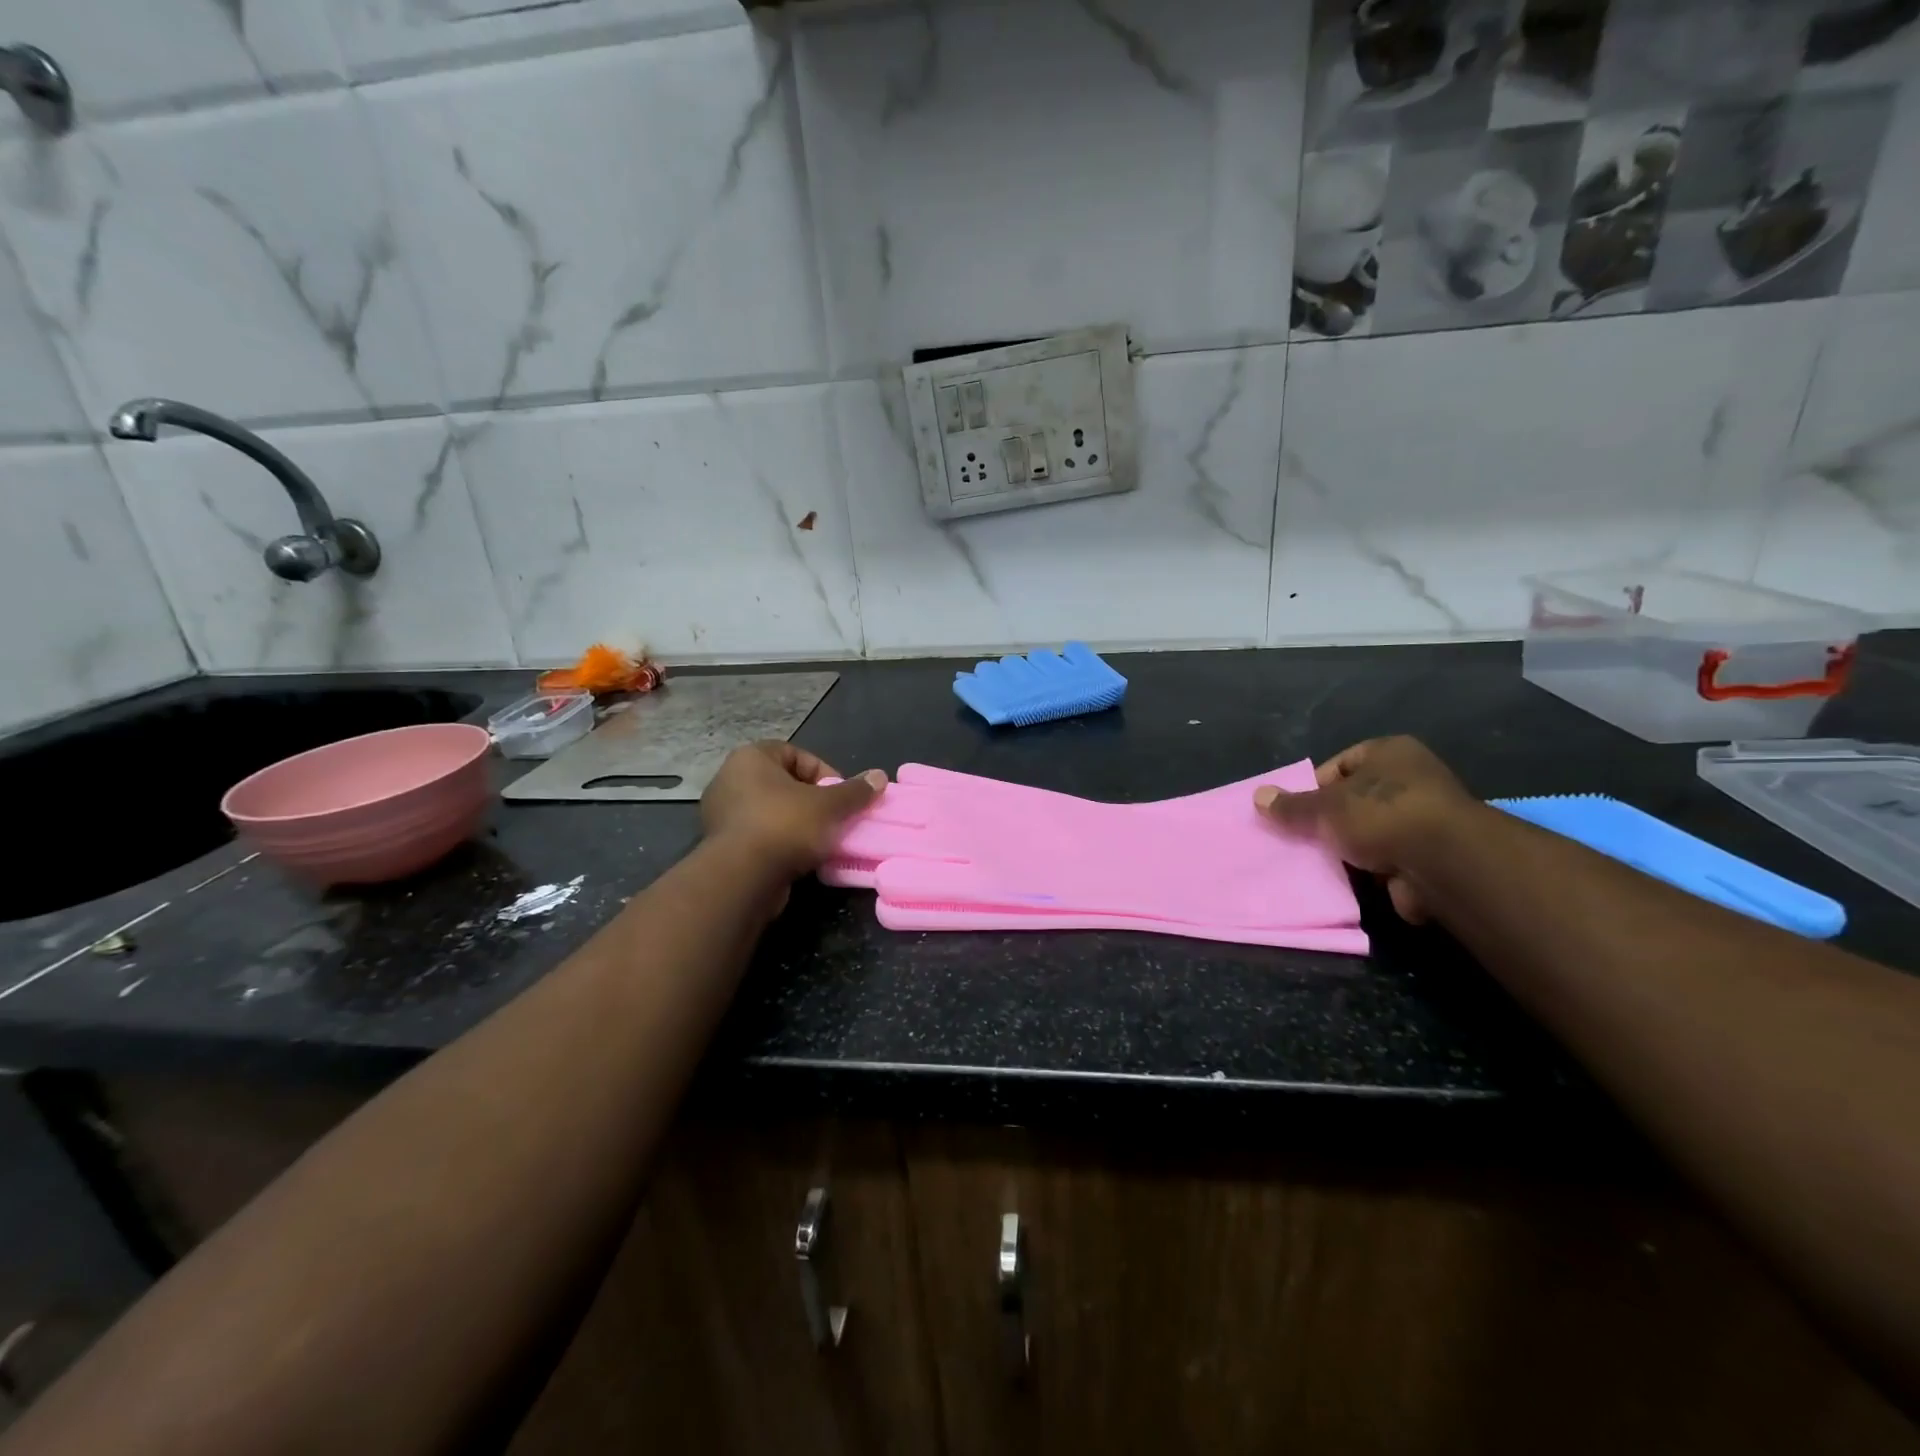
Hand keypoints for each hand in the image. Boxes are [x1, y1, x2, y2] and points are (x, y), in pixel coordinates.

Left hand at [701, 741, 887, 879]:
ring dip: (798, 824)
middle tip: (834, 818)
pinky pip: (760, 837)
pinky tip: (801, 859)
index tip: (840, 796)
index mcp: (750, 758)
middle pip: (784, 784)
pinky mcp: (722, 847)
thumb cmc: (784, 826)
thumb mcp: (829, 806)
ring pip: (772, 812)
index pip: (794, 753)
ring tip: (822, 841)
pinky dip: (781, 844)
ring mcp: (722, 815)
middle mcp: (730, 780)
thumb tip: (880, 776)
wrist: (741, 878)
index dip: (823, 772)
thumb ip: (855, 791)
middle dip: (813, 801)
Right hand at [1254, 736, 1480, 923]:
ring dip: (1351, 848)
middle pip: (1356, 799)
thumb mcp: (1323, 807)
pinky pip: (1389, 859)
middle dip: (1331, 821)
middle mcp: (1413, 778)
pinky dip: (1371, 870)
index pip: (1342, 764)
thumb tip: (1257, 796)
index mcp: (1390, 752)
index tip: (1297, 812)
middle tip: (1304, 839)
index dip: (1316, 787)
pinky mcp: (1433, 855)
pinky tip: (1351, 881)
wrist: (1445, 863)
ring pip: (1372, 832)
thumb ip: (1291, 805)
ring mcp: (1427, 818)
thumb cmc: (1380, 815)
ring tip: (1323, 863)